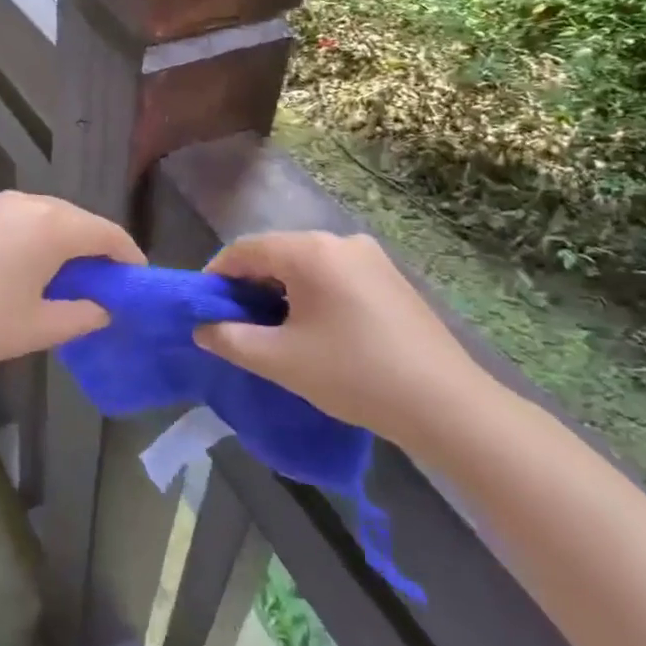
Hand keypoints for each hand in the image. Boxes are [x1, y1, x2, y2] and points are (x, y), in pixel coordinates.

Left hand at [0, 191, 144, 374]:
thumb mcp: (37, 328)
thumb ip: (82, 315)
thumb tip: (103, 307)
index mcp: (52, 224)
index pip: (108, 234)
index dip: (129, 259)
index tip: (138, 285)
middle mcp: (30, 202)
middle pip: (81, 222)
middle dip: (99, 253)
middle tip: (107, 291)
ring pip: (52, 220)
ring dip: (69, 248)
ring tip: (72, 285)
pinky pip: (26, 222)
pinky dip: (41, 243)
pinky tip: (34, 273)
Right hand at [193, 230, 502, 458]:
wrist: (444, 403)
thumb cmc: (353, 374)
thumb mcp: (279, 360)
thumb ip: (230, 339)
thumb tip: (202, 328)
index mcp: (311, 251)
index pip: (245, 249)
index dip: (216, 275)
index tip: (202, 308)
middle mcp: (341, 241)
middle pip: (277, 253)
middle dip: (248, 285)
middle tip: (234, 323)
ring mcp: (371, 257)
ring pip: (306, 265)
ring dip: (279, 291)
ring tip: (270, 330)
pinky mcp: (390, 278)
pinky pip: (334, 275)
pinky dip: (311, 294)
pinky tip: (312, 329)